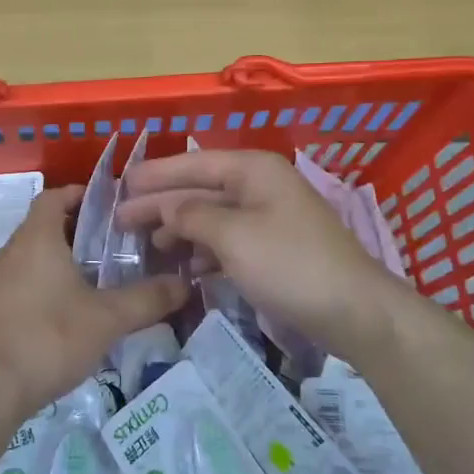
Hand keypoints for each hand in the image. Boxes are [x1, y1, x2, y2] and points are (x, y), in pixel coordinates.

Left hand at [0, 185, 188, 418]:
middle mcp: (10, 252)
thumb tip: (184, 284)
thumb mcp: (107, 319)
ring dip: (61, 262)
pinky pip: (20, 285)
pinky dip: (44, 287)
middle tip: (115, 247)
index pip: (54, 197)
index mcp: (36, 239)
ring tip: (97, 281)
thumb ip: (148, 299)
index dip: (80, 194)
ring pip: (31, 258)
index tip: (110, 207)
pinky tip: (66, 316)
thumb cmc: (48, 339)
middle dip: (78, 232)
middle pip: (44, 227)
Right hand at [116, 149, 399, 362]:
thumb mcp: (233, 236)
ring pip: (213, 217)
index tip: (121, 186)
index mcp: (253, 170)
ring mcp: (269, 218)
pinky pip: (229, 241)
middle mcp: (260, 186)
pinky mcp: (274, 249)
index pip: (193, 164)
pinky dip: (205, 252)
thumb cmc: (289, 264)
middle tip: (121, 220)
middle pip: (200, 190)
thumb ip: (192, 216)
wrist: (353, 310)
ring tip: (148, 246)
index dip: (155, 175)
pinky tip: (186, 268)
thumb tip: (167, 208)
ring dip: (181, 230)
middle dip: (162, 204)